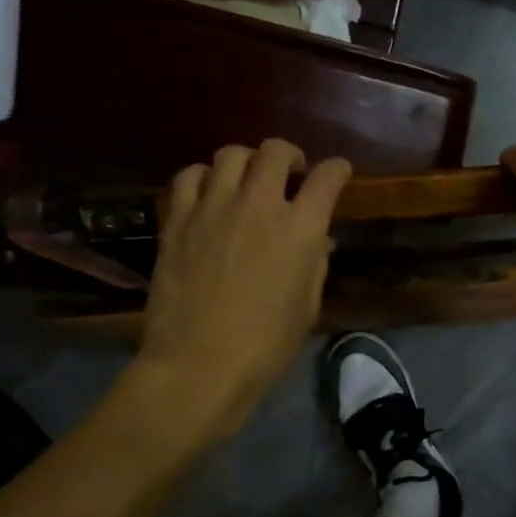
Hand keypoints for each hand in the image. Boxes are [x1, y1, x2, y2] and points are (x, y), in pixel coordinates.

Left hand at [132, 140, 351, 440]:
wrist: (199, 365)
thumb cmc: (266, 346)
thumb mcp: (306, 307)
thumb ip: (314, 264)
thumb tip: (317, 241)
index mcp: (301, 228)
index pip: (328, 177)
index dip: (337, 170)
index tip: (338, 173)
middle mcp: (259, 204)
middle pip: (275, 151)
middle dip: (290, 156)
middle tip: (291, 172)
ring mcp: (213, 207)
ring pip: (230, 154)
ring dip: (246, 162)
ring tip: (247, 181)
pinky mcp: (177, 220)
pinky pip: (189, 177)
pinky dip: (203, 178)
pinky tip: (207, 194)